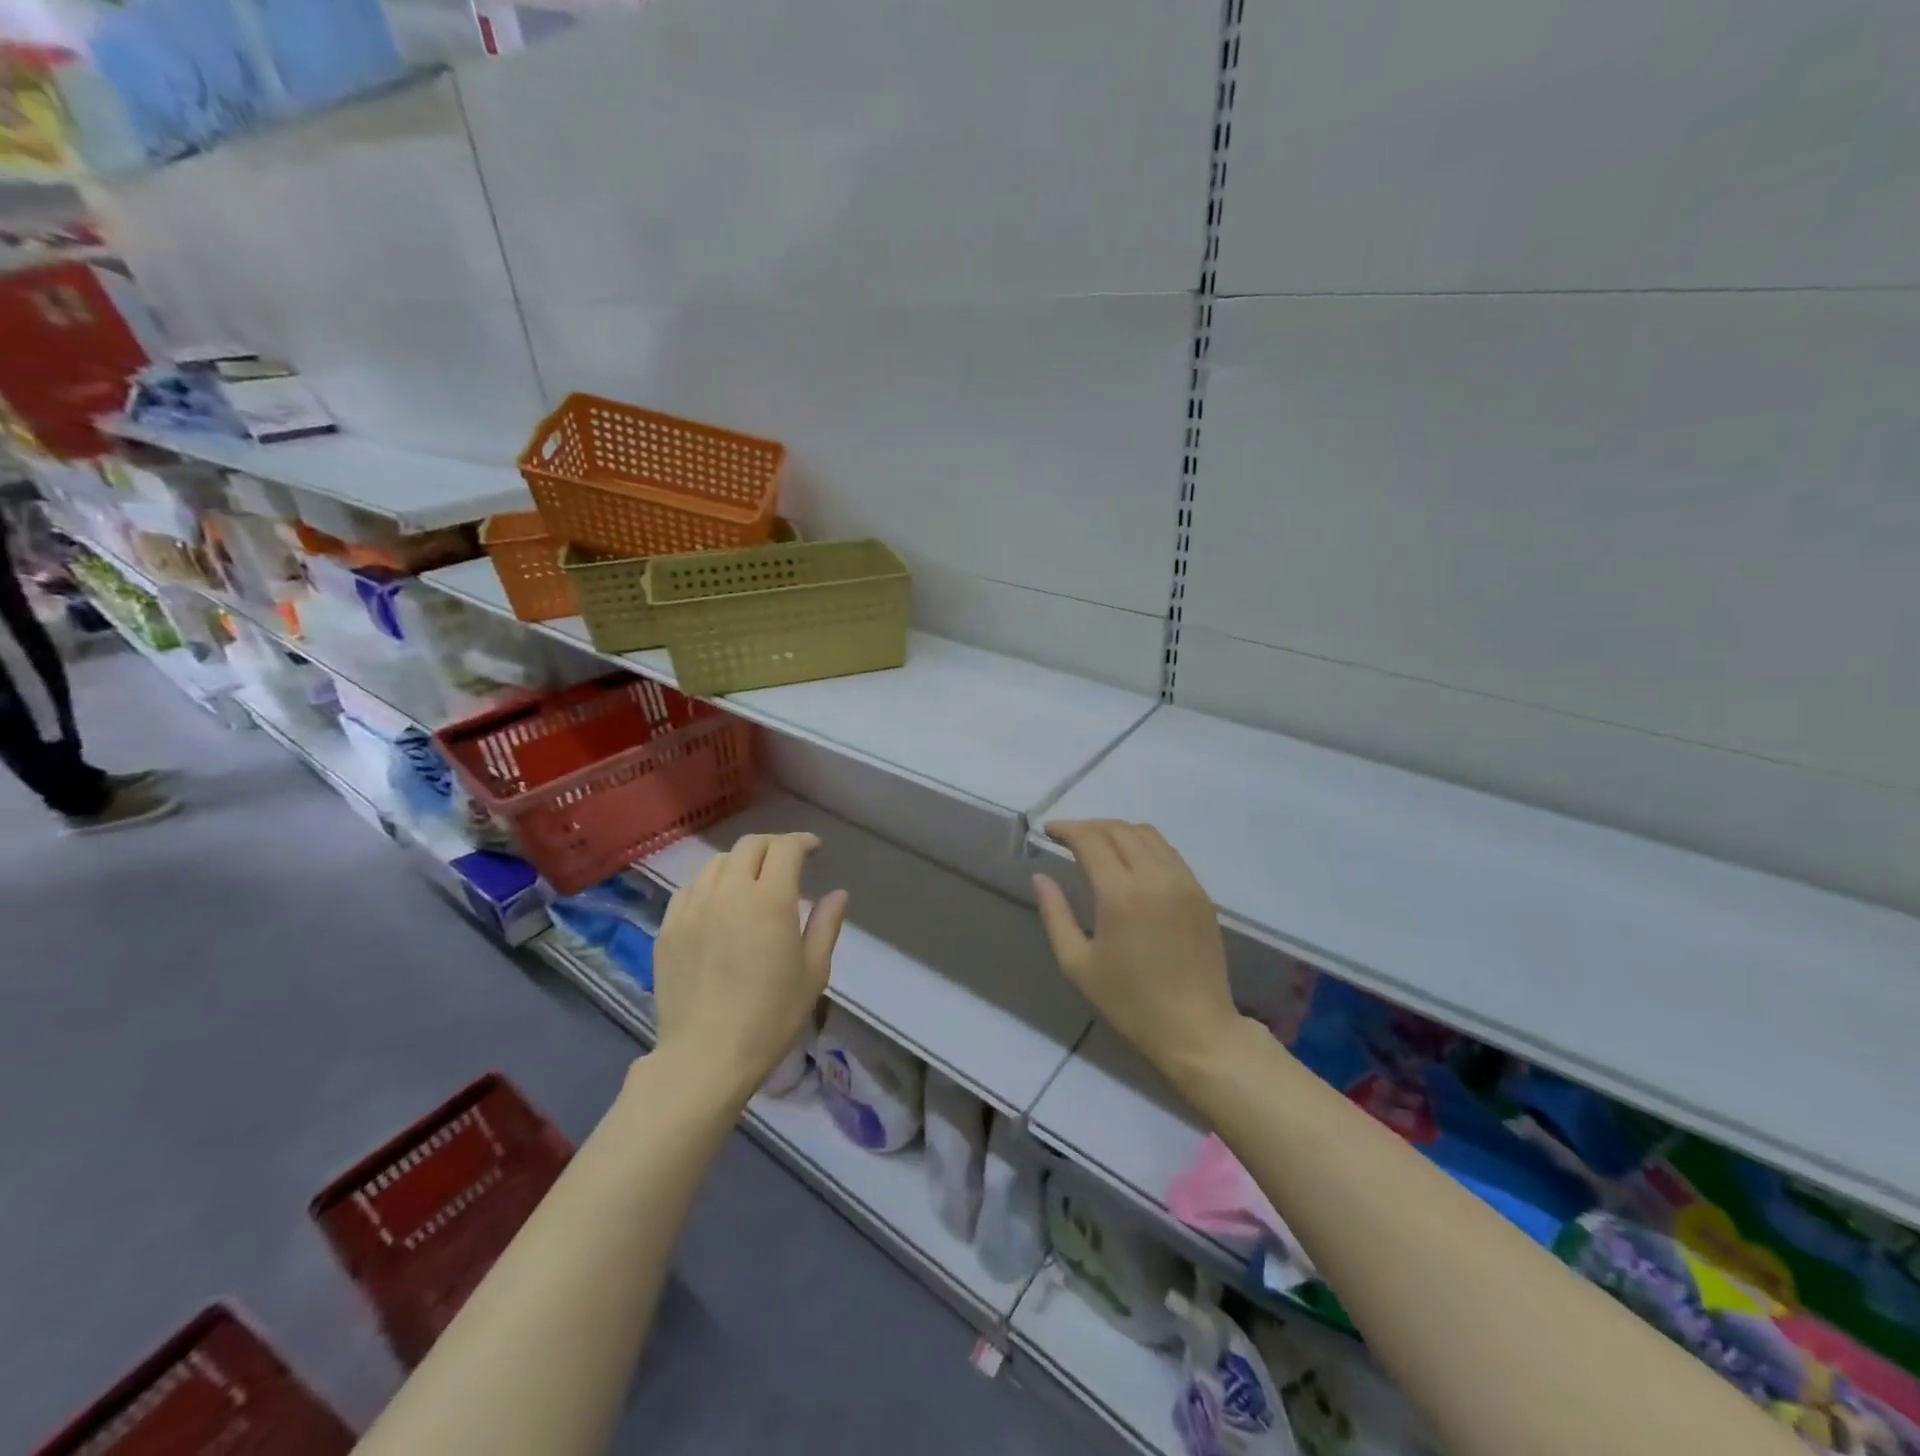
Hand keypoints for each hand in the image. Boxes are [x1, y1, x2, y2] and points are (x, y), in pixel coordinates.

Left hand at [653, 833, 847, 1100]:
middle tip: (786, 860)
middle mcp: (729, 892)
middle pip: (749, 846)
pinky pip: (690, 888)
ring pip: (716, 863)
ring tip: (751, 879)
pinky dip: (710, 883)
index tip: (814, 849)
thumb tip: (838, 893)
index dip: (802, 841)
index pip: (785, 849)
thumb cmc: (770, 1016)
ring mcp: (693, 907)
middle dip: (772, 846)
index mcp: (769, 900)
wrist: (705, 1055)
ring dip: (740, 862)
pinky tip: (718, 902)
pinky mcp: (668, 927)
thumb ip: (826, 925)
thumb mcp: (813, 972)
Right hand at [1034, 820, 1239, 1088]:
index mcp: (1121, 894)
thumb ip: (1055, 914)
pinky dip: (1144, 845)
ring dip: (1117, 830)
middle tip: (1067, 837)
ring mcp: (1183, 882)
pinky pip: (1168, 852)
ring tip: (1097, 844)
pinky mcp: (1200, 893)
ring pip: (1147, 834)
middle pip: (1119, 829)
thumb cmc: (1129, 1002)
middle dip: (1089, 826)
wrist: (1196, 1029)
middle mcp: (1155, 877)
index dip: (1067, 829)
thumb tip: (1040, 877)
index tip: (1048, 830)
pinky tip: (1130, 861)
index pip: (1091, 840)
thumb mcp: (1078, 964)